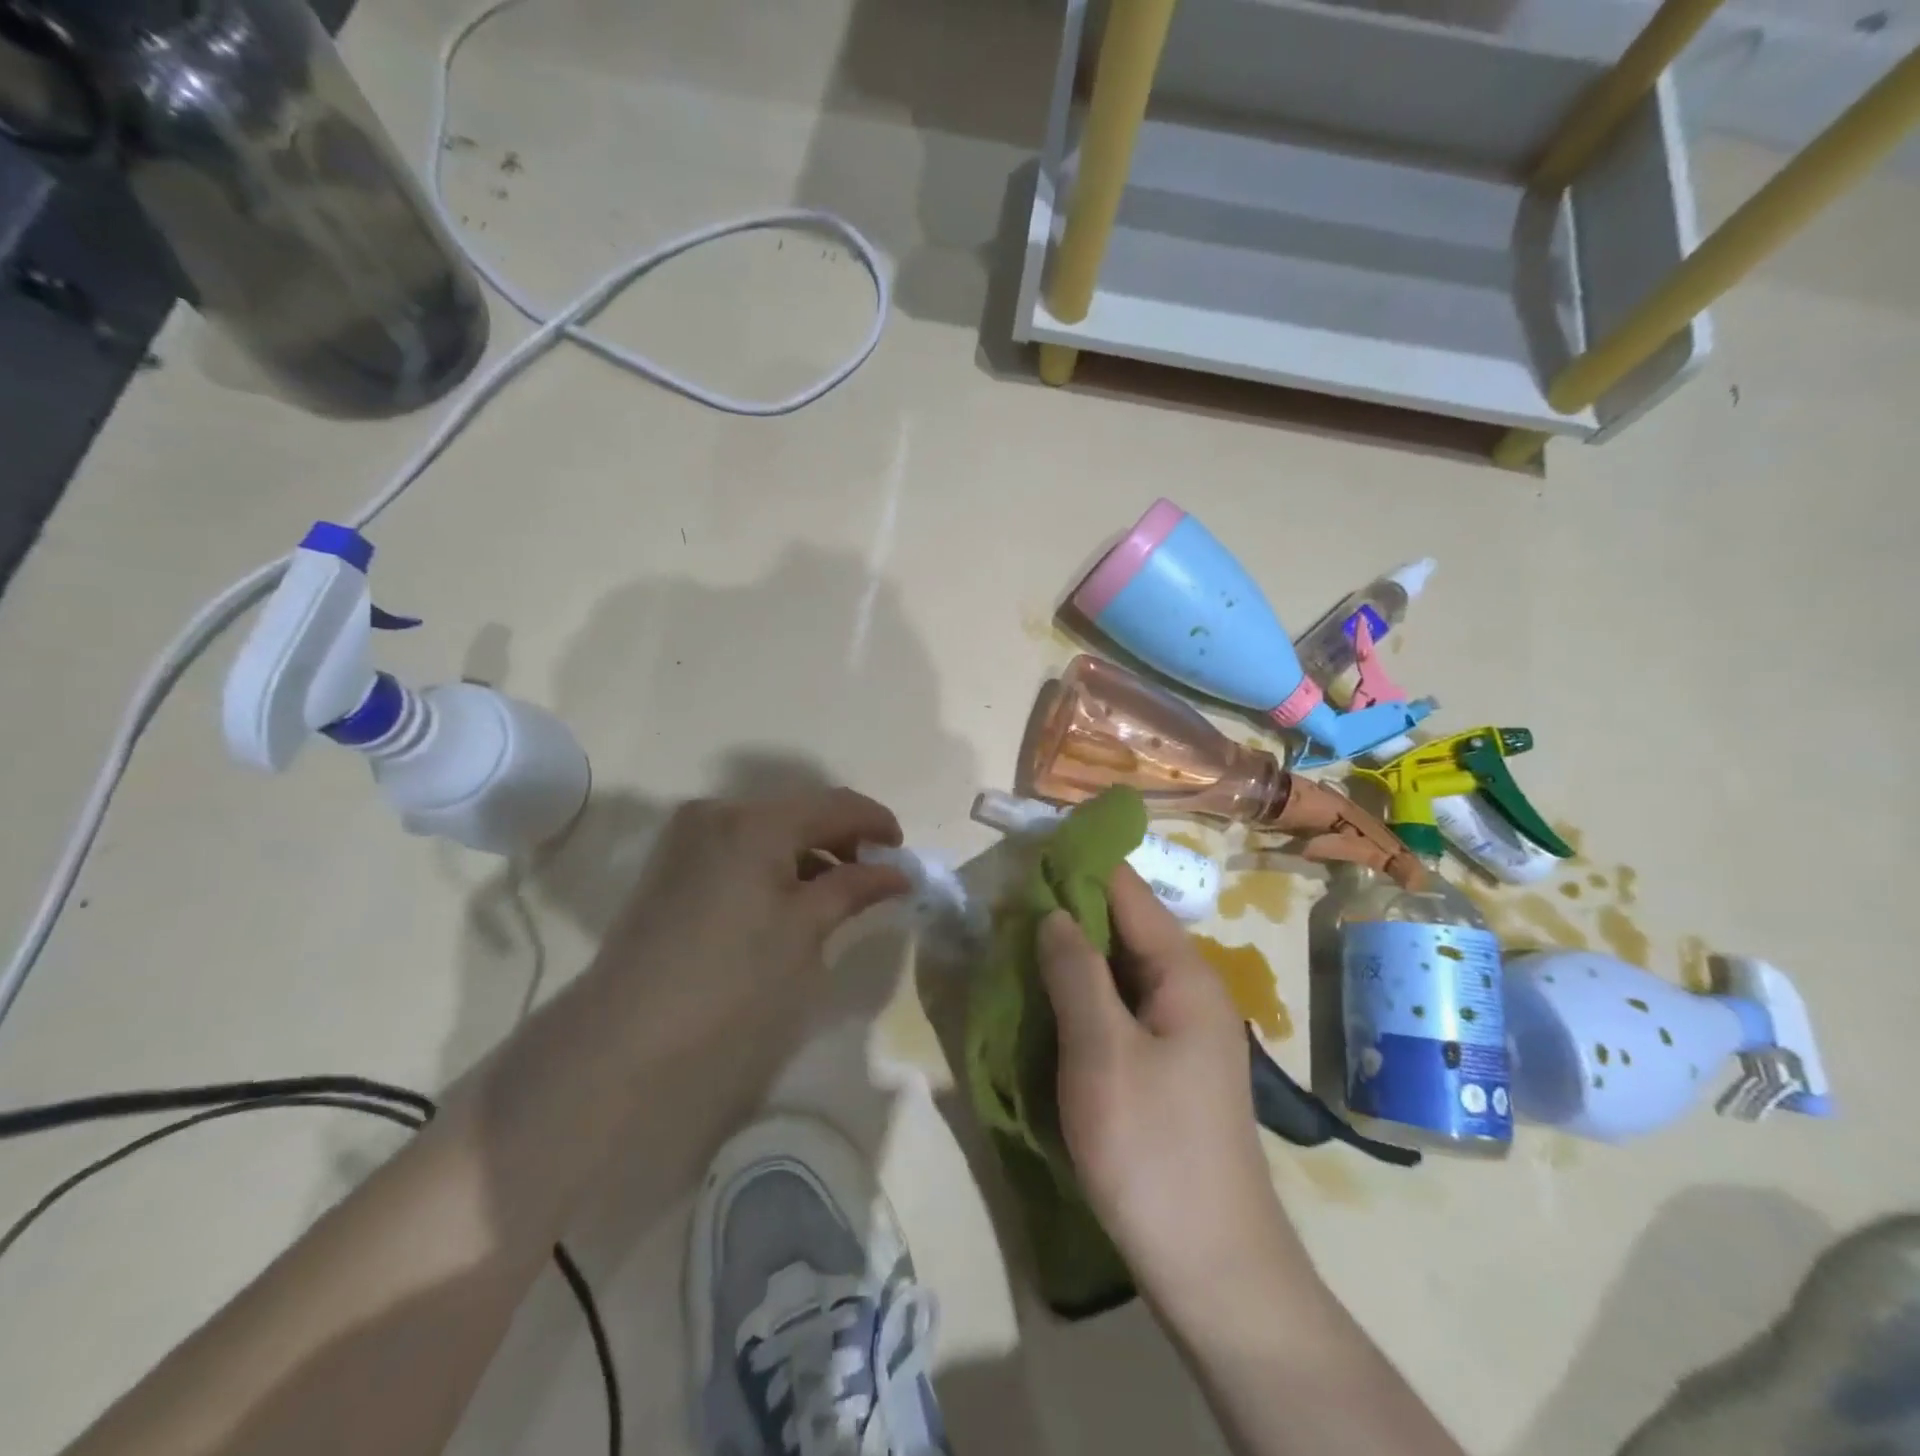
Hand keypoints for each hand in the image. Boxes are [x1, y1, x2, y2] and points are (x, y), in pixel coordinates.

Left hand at [589, 787, 911, 1050]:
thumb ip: (854, 888)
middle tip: (874, 877)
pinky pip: (738, 849)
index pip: (834, 803)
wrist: (626, 1044)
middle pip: (798, 812)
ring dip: (808, 854)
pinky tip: (789, 899)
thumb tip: (898, 871)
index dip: (876, 823)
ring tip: (837, 893)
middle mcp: (717, 812)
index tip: (904, 855)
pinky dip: (772, 865)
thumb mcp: (805, 930)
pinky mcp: (671, 868)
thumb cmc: (734, 982)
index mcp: (754, 820)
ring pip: (767, 831)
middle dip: (841, 839)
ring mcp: (687, 838)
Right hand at [1038, 867, 1305, 1317]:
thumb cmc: (1152, 1149)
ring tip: (1013, 944)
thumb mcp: (1101, 1052)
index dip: (1079, 866)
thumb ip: (1075, 972)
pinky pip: (1118, 1009)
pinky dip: (1082, 996)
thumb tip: (1053, 911)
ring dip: (1070, 955)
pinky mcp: (1165, 1065)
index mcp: (1183, 973)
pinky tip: (1045, 1002)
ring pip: (1118, 970)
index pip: (1128, 891)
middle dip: (1067, 911)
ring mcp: (1179, 1030)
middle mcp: (1188, 990)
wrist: (1211, 1267)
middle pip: (1123, 928)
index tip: (1025, 854)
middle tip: (1004, 906)